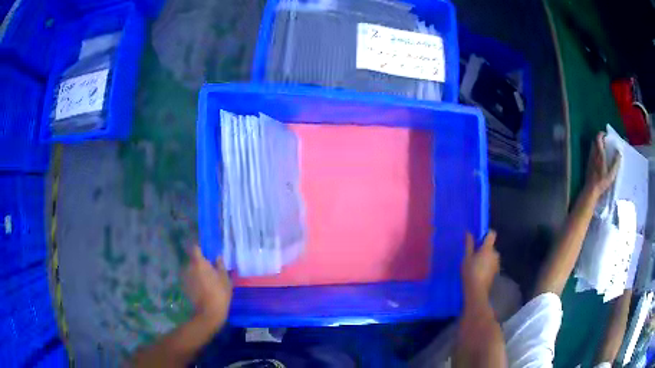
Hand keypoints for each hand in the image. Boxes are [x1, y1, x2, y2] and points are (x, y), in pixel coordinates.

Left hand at [183, 246, 232, 327]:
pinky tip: (202, 289)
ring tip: (206, 281)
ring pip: (191, 270)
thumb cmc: (219, 293)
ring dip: (196, 273)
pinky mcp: (184, 287)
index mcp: (199, 263)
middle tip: (210, 271)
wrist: (209, 312)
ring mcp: (185, 277)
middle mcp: (189, 267)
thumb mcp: (225, 279)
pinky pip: (189, 279)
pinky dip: (194, 281)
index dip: (200, 250)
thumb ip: (220, 265)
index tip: (207, 254)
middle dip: (200, 263)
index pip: (195, 248)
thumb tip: (217, 257)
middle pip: (193, 260)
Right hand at [462, 231, 499, 300]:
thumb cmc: (470, 272)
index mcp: (488, 248)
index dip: (486, 234)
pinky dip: (487, 265)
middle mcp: (495, 253)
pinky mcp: (496, 272)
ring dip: (485, 257)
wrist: (476, 291)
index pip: (491, 234)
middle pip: (490, 246)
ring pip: (491, 256)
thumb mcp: (466, 257)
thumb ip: (469, 244)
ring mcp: (496, 263)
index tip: (478, 239)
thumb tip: (468, 232)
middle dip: (483, 248)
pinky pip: (491, 264)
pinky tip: (479, 272)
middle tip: (473, 255)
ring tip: (475, 265)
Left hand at [585, 132, 620, 198]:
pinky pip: (591, 154)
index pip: (598, 138)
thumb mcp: (611, 174)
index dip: (601, 134)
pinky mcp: (588, 164)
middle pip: (594, 141)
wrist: (591, 190)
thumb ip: (615, 163)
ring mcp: (590, 159)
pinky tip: (598, 159)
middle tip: (605, 142)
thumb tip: (619, 152)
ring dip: (597, 145)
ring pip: (592, 147)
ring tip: (603, 150)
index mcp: (599, 154)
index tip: (605, 135)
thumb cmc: (602, 182)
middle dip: (599, 139)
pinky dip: (595, 152)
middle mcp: (593, 154)